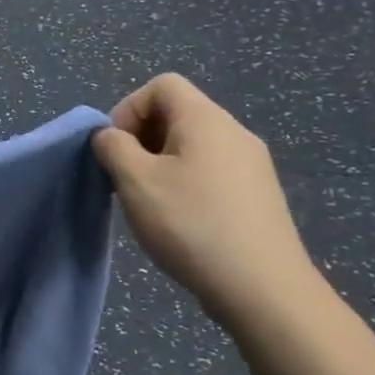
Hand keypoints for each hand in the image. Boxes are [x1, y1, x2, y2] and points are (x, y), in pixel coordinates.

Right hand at [94, 74, 318, 322]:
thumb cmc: (191, 224)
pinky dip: (184, 184)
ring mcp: (251, 165)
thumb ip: (113, 147)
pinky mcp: (257, 196)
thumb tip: (110, 136)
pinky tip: (179, 221)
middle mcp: (234, 133)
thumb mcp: (134, 181)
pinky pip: (210, 171)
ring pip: (192, 145)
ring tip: (148, 203)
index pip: (162, 85)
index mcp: (206, 120)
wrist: (263, 290)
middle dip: (141, 138)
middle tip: (125, 178)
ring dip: (159, 164)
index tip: (117, 149)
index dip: (129, 109)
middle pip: (177, 113)